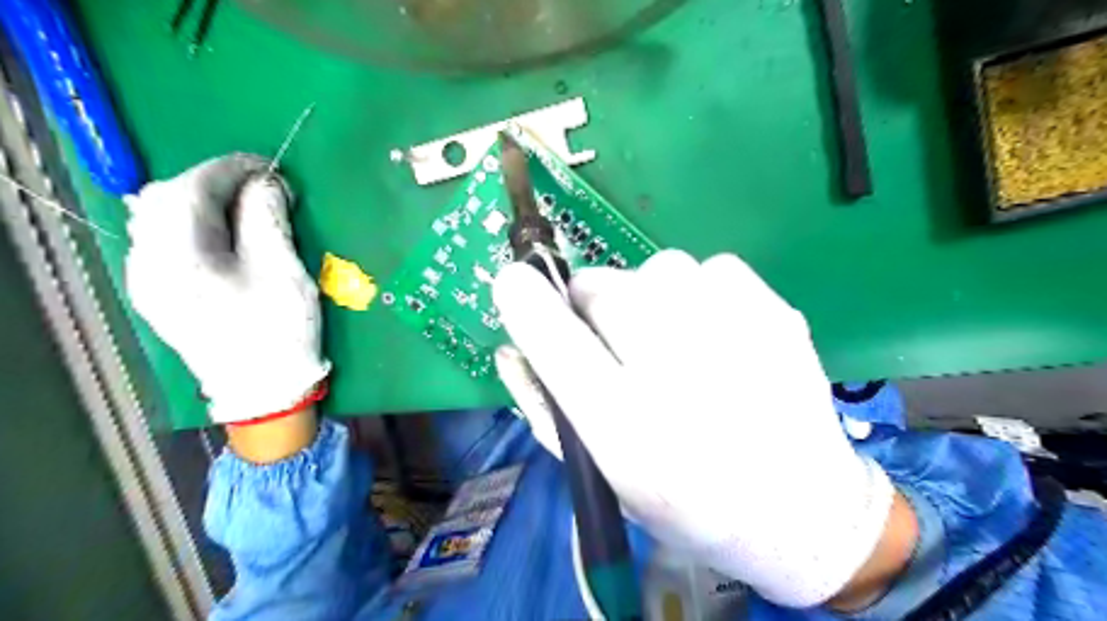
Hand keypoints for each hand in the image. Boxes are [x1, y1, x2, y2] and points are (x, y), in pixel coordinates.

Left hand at [127, 153, 327, 426]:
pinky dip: (193, 225)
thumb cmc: (280, 331)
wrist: (263, 390)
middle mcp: (147, 263)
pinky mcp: (158, 293)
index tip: (271, 168)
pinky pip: (164, 241)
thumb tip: (266, 183)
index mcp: (178, 257)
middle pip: (164, 199)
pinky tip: (223, 235)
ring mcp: (147, 280)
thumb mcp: (284, 271)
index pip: (191, 188)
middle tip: (260, 189)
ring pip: (159, 219)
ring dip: (201, 202)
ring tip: (244, 208)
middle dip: (213, 183)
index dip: (231, 169)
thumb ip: (268, 218)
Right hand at [499, 249, 902, 605]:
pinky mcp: (775, 311)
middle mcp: (680, 376)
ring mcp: (736, 335)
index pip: (556, 341)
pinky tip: (720, 336)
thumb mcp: (602, 478)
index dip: (526, 302)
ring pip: (657, 268)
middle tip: (619, 340)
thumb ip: (545, 409)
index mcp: (628, 429)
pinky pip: (711, 268)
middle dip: (595, 306)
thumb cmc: (686, 504)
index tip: (515, 283)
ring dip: (649, 298)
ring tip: (676, 343)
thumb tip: (509, 346)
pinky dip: (701, 292)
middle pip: (605, 288)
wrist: (801, 511)